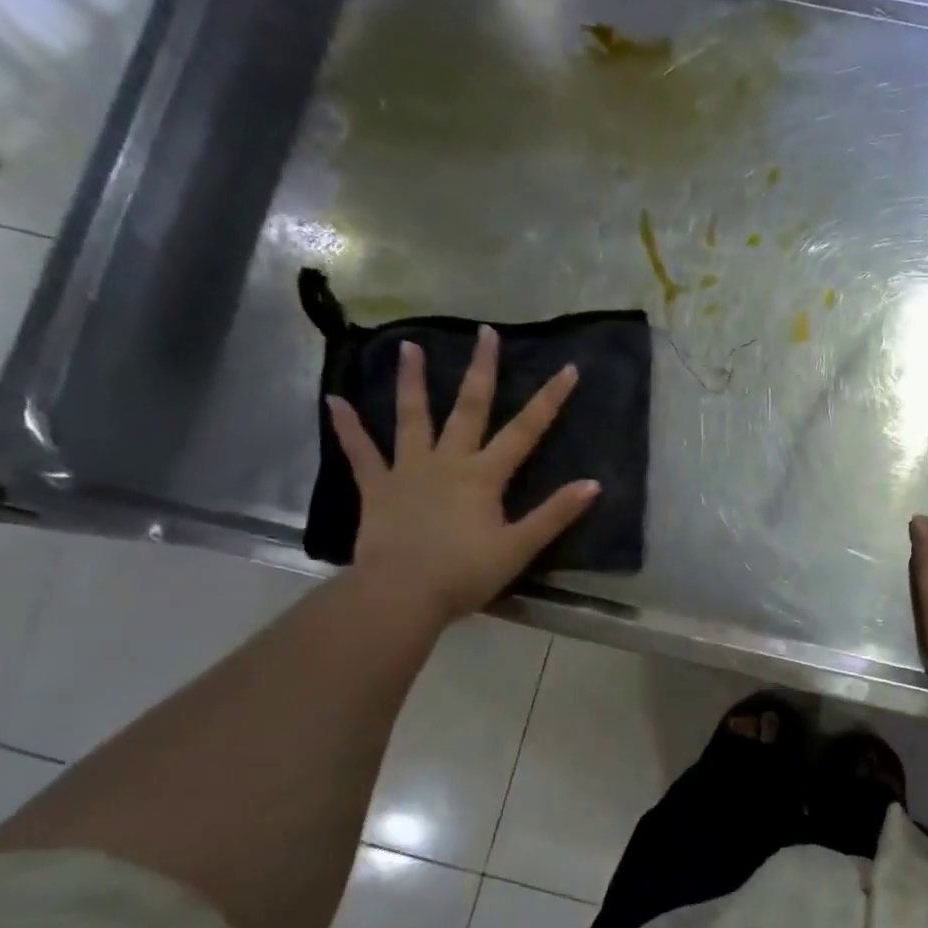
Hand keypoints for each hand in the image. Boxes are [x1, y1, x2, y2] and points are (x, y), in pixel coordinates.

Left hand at [326, 332, 598, 625]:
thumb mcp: (519, 547)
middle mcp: (448, 461)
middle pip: (470, 408)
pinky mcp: (377, 488)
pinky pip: (361, 453)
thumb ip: (555, 514)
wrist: (401, 594)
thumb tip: (593, 484)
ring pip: (412, 418)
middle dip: (482, 370)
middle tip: (486, 333)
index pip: (526, 430)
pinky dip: (348, 427)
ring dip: (412, 382)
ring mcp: (409, 471)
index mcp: (484, 475)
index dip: (550, 400)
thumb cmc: (465, 573)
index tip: (568, 368)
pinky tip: (334, 401)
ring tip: (407, 346)